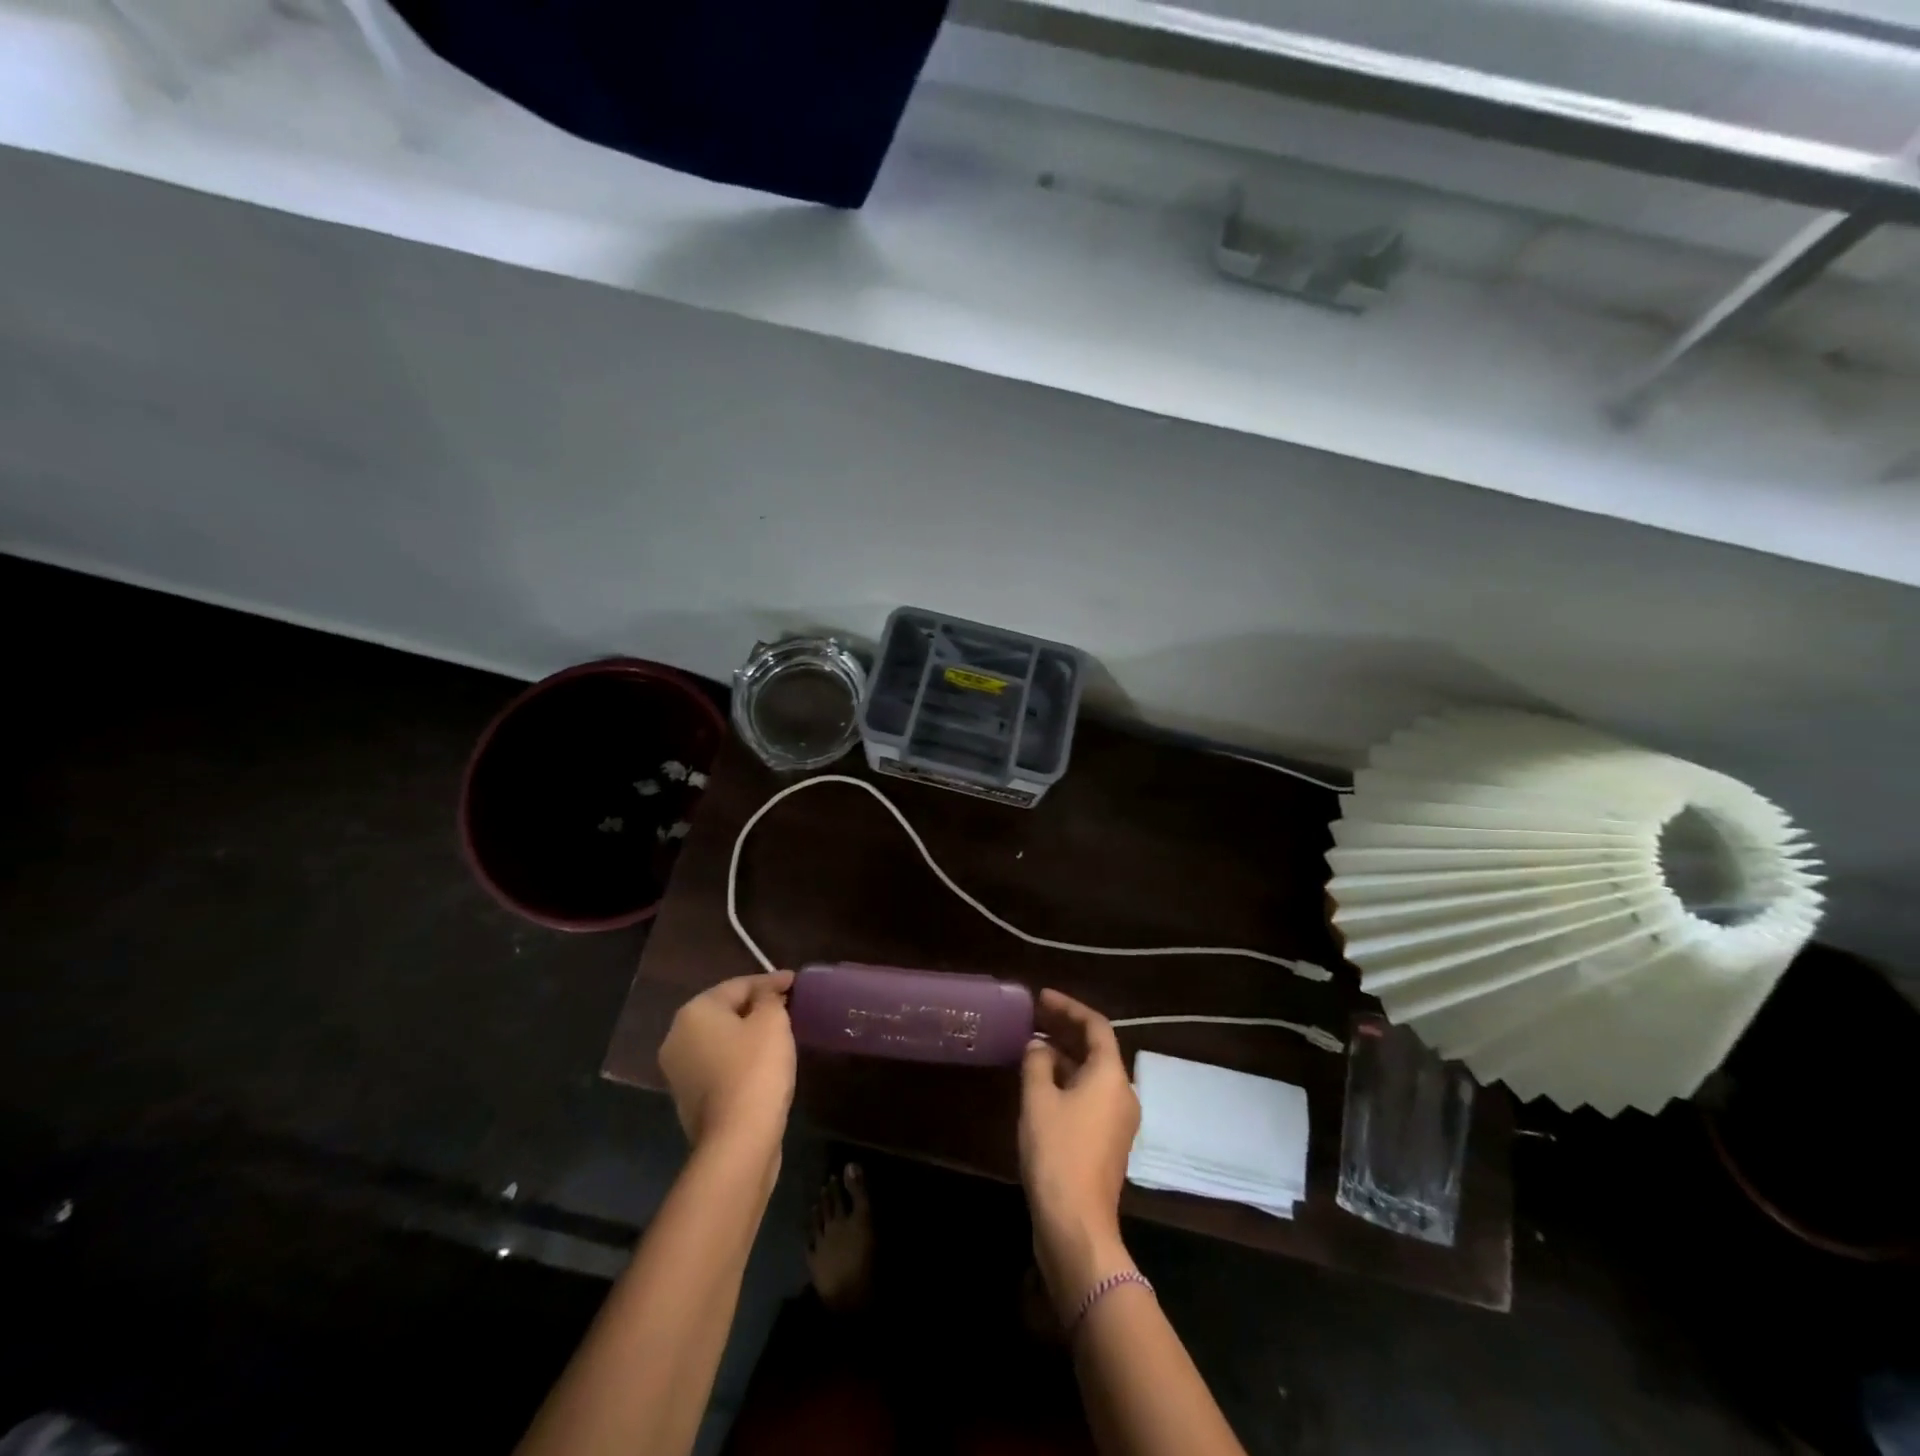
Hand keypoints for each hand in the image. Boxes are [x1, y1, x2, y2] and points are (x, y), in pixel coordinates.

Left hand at [659, 971, 796, 1160]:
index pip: (739, 985)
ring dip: (748, 1033)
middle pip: (725, 1011)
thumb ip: (769, 998)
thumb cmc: (755, 1070)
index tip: (796, 981)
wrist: (737, 1141)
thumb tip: (765, 994)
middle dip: (756, 1006)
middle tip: (788, 1004)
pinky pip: (719, 1065)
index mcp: (694, 1012)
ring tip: (780, 1031)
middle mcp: (677, 1037)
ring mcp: (679, 1071)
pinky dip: (740, 1058)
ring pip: (721, 1040)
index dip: (771, 981)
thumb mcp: (772, 1021)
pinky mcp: (689, 1099)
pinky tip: (763, 1061)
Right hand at [1020, 989, 1140, 1318]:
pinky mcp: (1107, 1142)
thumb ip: (1037, 1063)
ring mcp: (1118, 1120)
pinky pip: (1090, 1095)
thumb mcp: (1038, 1100)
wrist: (1076, 1225)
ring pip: (1092, 1073)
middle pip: (1097, 1048)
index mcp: (1111, 1076)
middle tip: (1035, 1015)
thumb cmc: (1058, 1153)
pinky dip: (1068, 1080)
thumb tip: (1039, 1045)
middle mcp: (1122, 1093)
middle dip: (1066, 1029)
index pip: (1095, 1026)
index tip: (1041, 997)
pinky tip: (1042, 1082)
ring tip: (1033, 1044)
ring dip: (1065, 1055)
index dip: (1068, 1007)